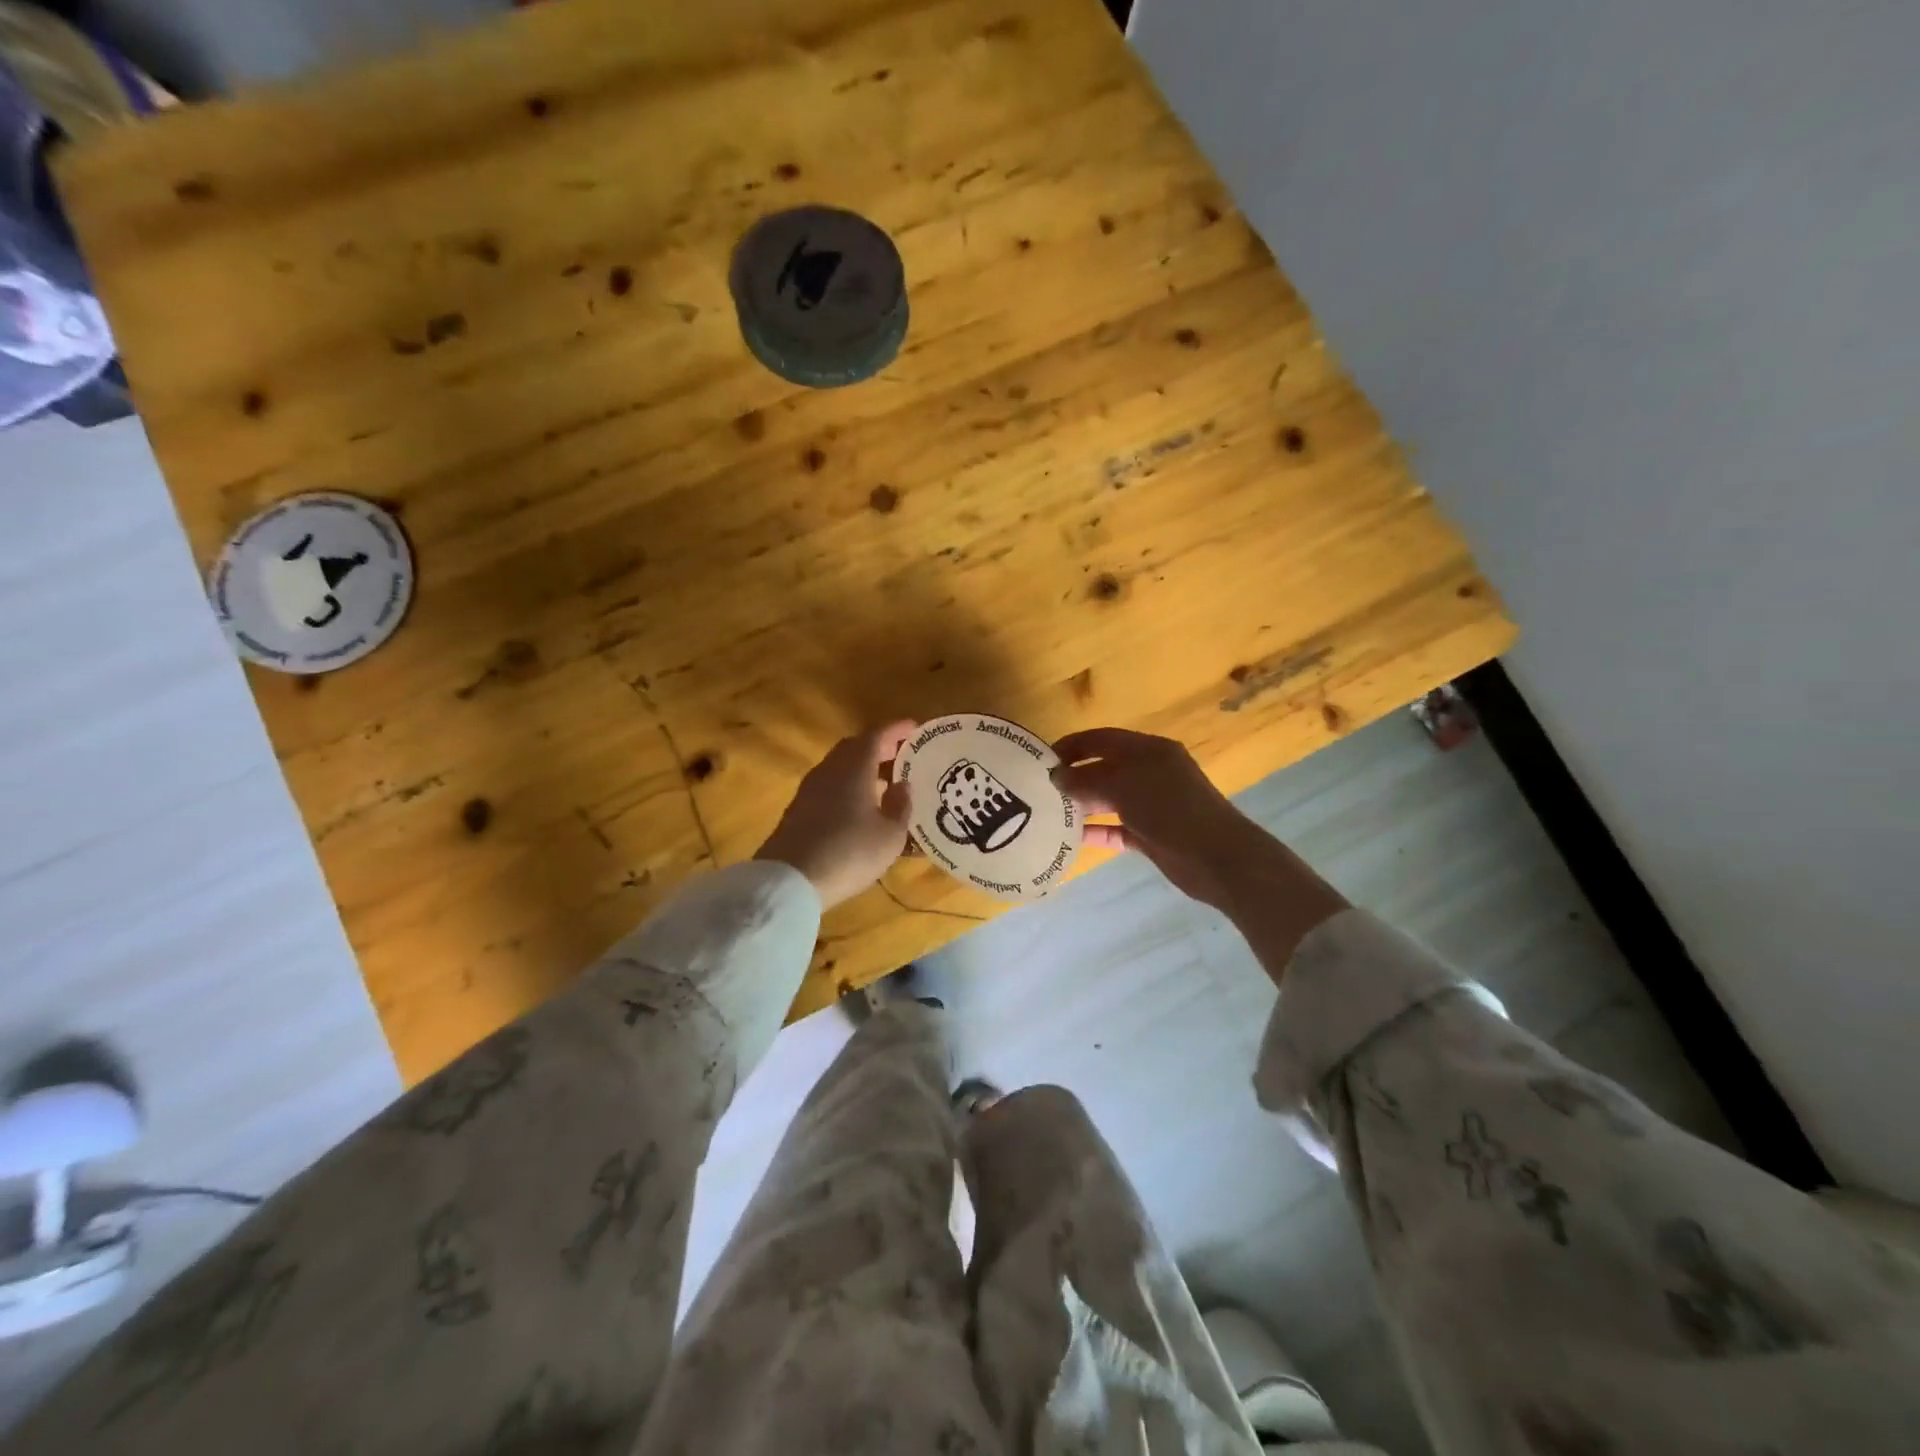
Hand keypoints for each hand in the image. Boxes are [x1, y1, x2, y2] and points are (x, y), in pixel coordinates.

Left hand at [756, 721, 916, 909]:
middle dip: (880, 746)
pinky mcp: (799, 809)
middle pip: (855, 747)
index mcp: (855, 767)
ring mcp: (810, 789)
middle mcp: (830, 769)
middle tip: (902, 754)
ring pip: (840, 766)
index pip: (877, 735)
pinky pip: (830, 785)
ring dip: (863, 768)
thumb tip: (902, 784)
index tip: (915, 728)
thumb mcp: (890, 835)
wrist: (790, 880)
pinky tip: (860, 806)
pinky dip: (849, 785)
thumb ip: (901, 805)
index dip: (896, 729)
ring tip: (886, 782)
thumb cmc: (850, 852)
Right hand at [1052, 727, 1268, 911]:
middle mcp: (1150, 772)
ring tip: (1049, 812)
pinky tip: (1071, 838)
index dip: (1072, 745)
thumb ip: (1086, 780)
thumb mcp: (1123, 786)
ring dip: (1082, 804)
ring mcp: (1152, 804)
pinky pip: (1116, 828)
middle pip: (1104, 768)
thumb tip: (1056, 776)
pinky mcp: (1151, 834)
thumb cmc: (1170, 809)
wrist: (1216, 857)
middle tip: (1041, 788)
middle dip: (1074, 776)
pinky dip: (1097, 831)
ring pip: (1109, 799)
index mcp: (1148, 750)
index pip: (1102, 739)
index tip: (1042, 758)